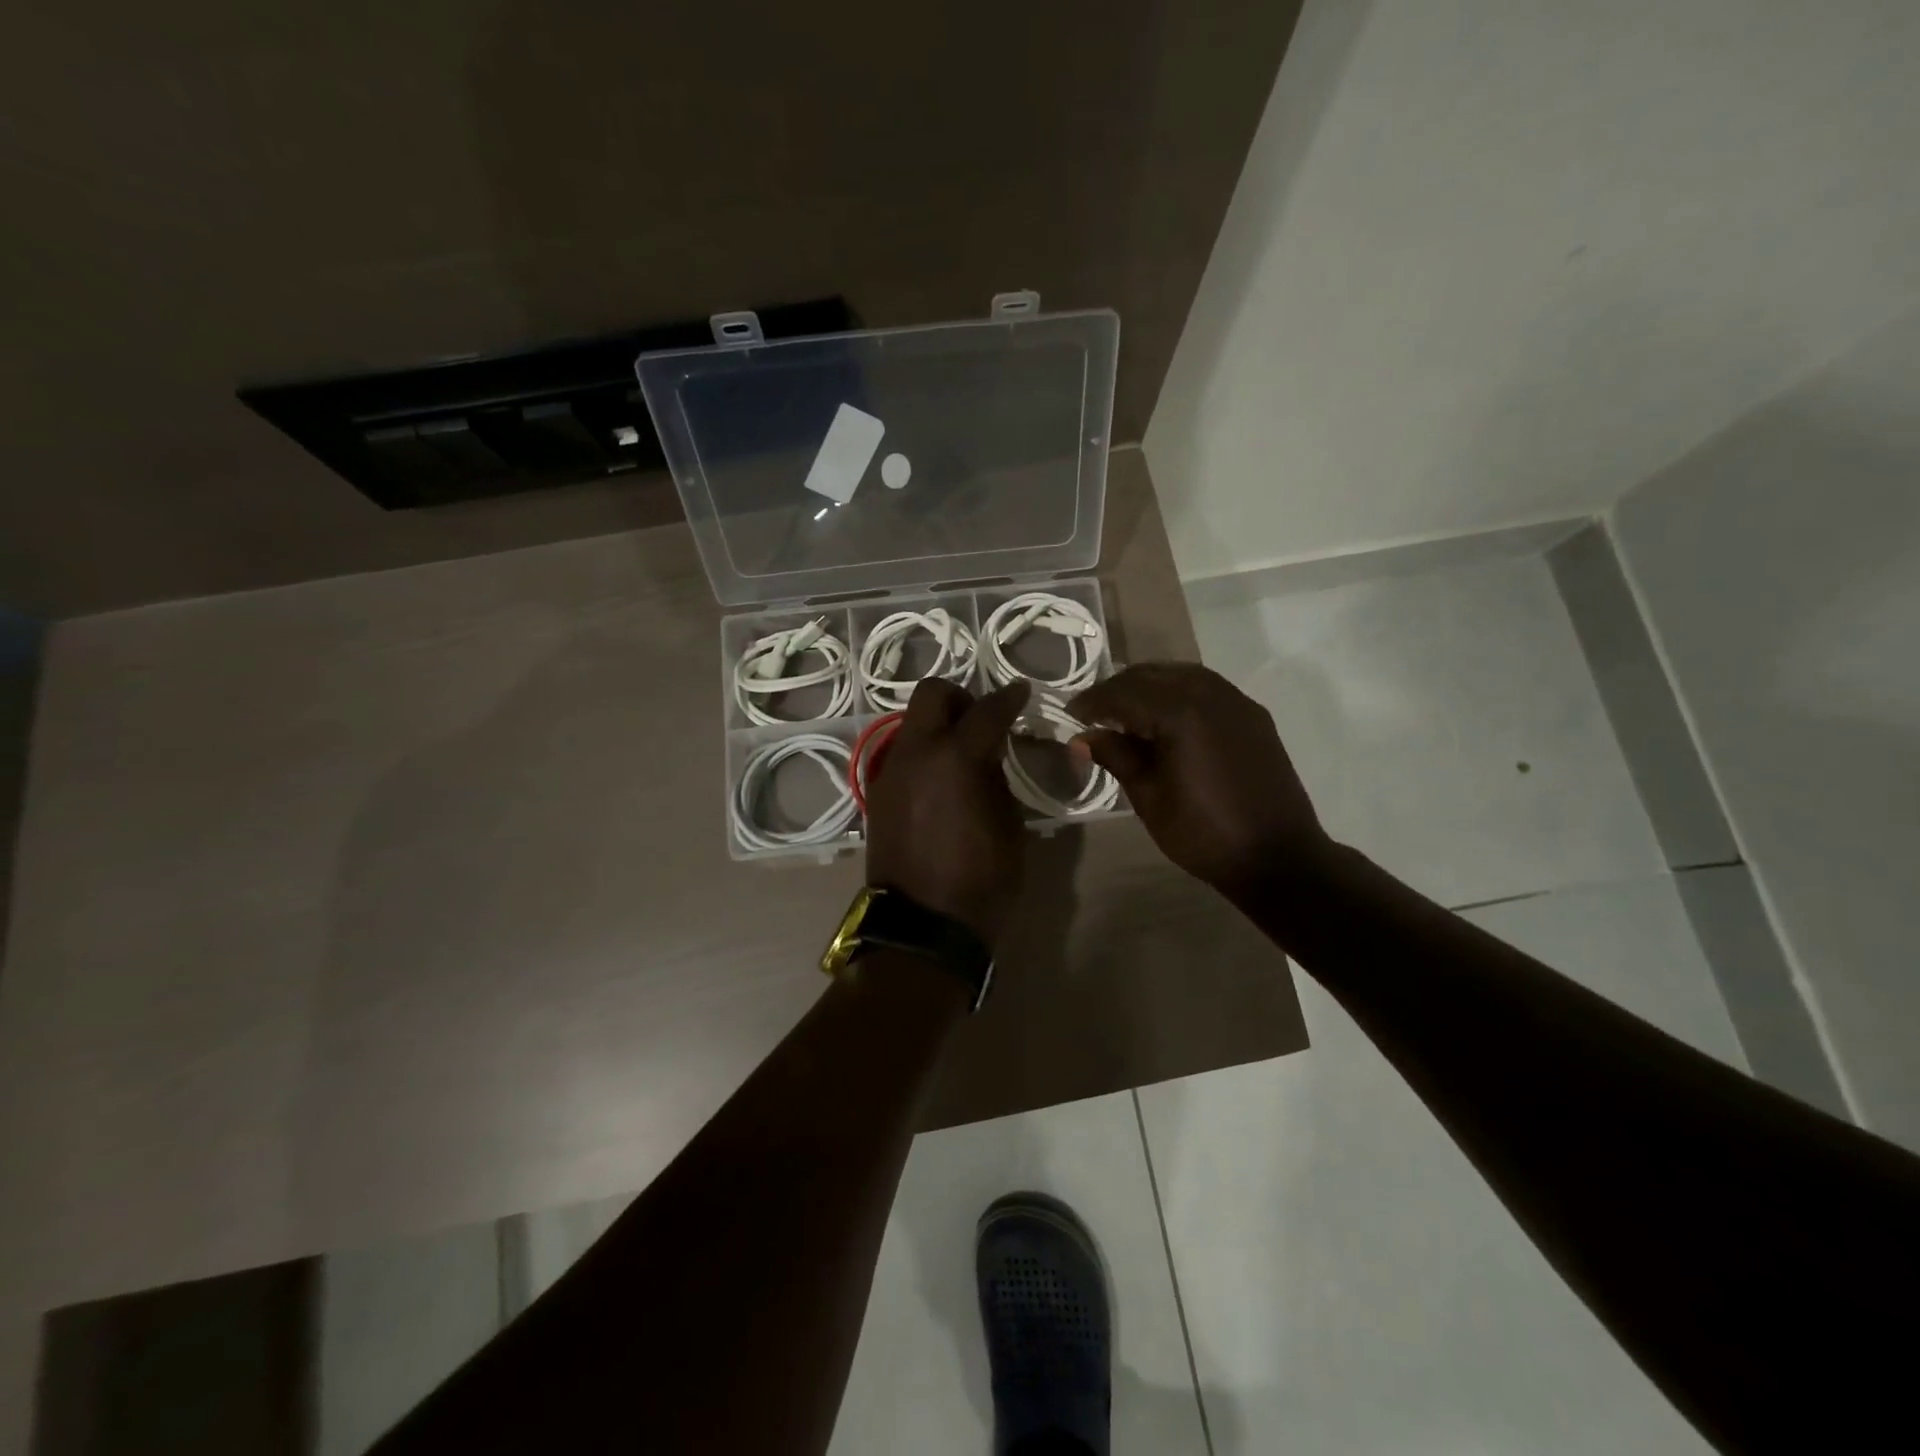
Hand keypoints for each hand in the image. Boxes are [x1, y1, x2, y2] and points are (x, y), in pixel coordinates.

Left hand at [864, 679, 1029, 944]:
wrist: (922, 928)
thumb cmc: (981, 882)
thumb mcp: (1009, 827)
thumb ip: (998, 778)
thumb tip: (988, 756)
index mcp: (956, 758)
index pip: (987, 710)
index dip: (1010, 697)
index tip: (1021, 693)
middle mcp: (916, 753)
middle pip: (932, 694)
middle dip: (961, 697)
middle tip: (982, 721)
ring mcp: (891, 772)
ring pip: (912, 723)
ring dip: (938, 726)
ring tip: (962, 756)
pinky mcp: (878, 794)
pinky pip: (903, 755)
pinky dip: (924, 754)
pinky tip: (941, 783)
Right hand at [1069, 663, 1331, 901]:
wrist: (1278, 857)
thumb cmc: (1204, 834)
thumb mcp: (1149, 799)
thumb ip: (1117, 757)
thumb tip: (1084, 737)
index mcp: (1181, 714)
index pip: (1124, 693)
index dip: (1093, 701)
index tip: (1071, 714)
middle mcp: (1210, 695)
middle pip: (1152, 675)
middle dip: (1118, 689)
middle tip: (1094, 712)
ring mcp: (1236, 702)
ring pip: (1181, 674)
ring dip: (1149, 686)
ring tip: (1127, 712)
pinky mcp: (1253, 715)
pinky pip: (1207, 687)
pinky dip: (1178, 692)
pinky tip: (1166, 717)